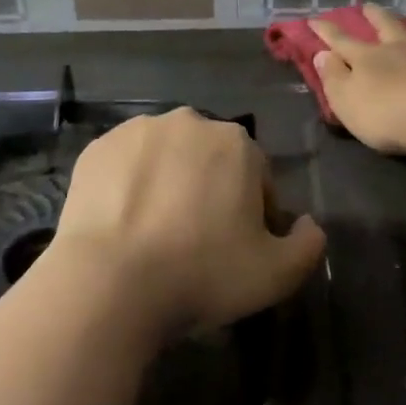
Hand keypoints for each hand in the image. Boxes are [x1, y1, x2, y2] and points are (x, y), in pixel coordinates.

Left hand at [47, 108, 324, 338]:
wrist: (109, 282)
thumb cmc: (202, 274)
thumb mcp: (277, 274)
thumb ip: (308, 244)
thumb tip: (308, 224)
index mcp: (236, 143)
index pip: (257, 177)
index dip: (254, 215)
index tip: (238, 249)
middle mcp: (189, 122)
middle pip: (211, 161)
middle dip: (210, 192)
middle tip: (196, 241)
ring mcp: (137, 131)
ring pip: (167, 158)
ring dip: (170, 184)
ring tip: (156, 233)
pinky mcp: (96, 148)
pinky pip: (127, 166)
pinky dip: (130, 186)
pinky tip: (124, 223)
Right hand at [310, 4, 405, 154]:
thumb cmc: (388, 115)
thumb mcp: (347, 102)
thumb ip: (333, 78)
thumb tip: (321, 54)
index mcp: (369, 58)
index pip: (341, 40)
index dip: (326, 31)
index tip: (314, 20)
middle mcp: (402, 47)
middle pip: (386, 25)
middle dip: (374, 15)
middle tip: (368, 6)